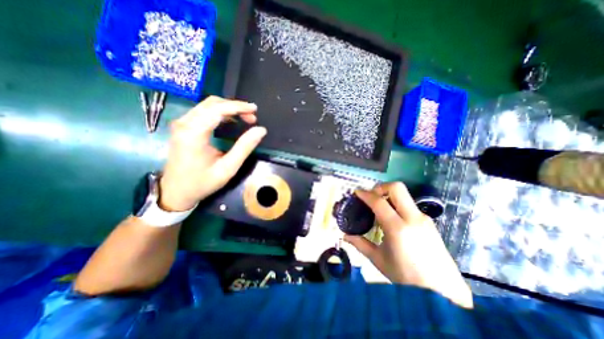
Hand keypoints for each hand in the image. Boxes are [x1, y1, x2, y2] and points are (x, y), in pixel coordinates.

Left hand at [159, 96, 263, 211]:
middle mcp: (184, 123)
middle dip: (235, 107)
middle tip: (252, 118)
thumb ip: (244, 147)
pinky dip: (220, 113)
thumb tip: (260, 130)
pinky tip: (231, 121)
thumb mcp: (228, 168)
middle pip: (212, 103)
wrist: (176, 192)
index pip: (218, 109)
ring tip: (245, 119)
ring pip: (207, 106)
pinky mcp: (183, 128)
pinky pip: (203, 112)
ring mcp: (181, 124)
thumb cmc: (202, 182)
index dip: (238, 106)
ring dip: (228, 109)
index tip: (255, 109)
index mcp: (194, 133)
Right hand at [344, 183, 471, 307]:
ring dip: (389, 196)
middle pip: (397, 188)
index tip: (356, 192)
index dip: (365, 194)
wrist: (443, 293)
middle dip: (380, 187)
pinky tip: (393, 219)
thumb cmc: (406, 277)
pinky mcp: (429, 222)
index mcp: (397, 228)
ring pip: (404, 195)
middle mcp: (413, 218)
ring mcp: (424, 218)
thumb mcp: (378, 259)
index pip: (378, 202)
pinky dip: (397, 205)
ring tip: (379, 209)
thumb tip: (344, 236)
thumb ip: (360, 244)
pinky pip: (409, 205)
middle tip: (371, 196)